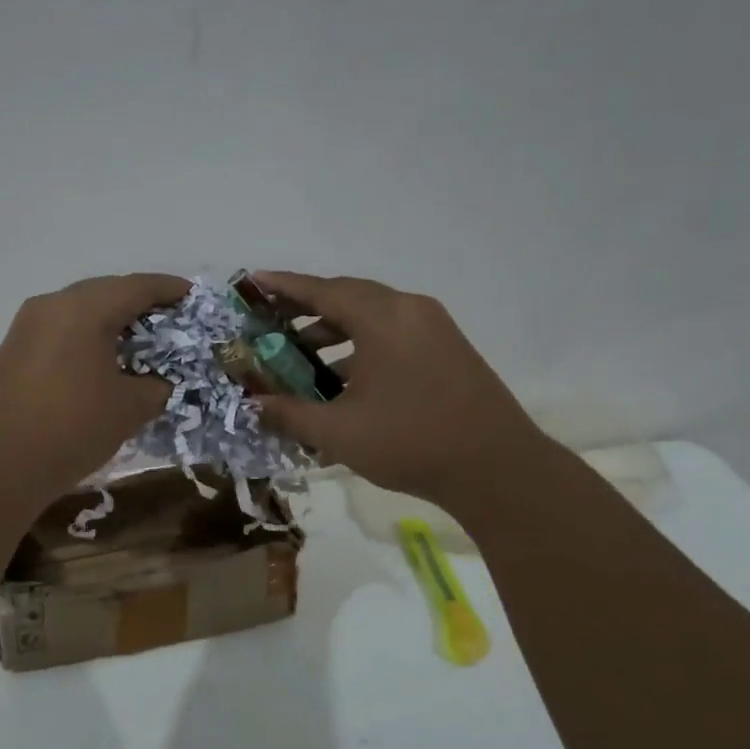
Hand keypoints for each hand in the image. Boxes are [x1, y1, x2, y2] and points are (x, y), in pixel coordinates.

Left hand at [0, 273, 186, 507]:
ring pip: (81, 310)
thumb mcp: (129, 408)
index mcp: (84, 308)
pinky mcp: (14, 349)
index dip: (170, 290)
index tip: (194, 297)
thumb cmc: (71, 428)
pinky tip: (104, 360)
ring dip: (112, 321)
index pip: (137, 286)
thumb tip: (159, 380)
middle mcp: (53, 305)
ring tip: (141, 342)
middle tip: (172, 322)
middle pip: (107, 291)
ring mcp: (27, 325)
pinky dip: (88, 336)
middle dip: (141, 303)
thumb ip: (156, 386)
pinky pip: (61, 330)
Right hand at [250, 272, 550, 502]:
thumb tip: (252, 405)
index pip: (322, 291)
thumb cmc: (410, 442)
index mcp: (382, 318)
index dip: (284, 286)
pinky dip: (362, 344)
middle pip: (348, 296)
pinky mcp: (447, 348)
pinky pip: (393, 332)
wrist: (497, 468)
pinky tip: (343, 377)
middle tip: (271, 317)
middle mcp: (409, 310)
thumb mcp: (338, 432)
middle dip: (306, 306)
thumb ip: (289, 413)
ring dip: (334, 329)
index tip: (254, 280)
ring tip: (301, 353)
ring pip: (373, 315)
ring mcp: (434, 328)